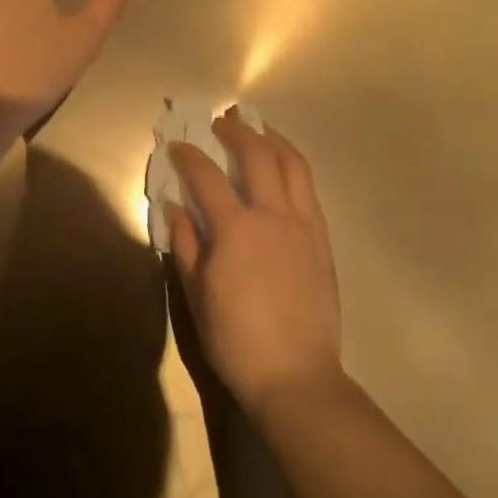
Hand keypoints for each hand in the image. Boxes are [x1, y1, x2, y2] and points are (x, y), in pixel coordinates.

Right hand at [167, 110, 343, 416]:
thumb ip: (185, 243)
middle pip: (257, 155)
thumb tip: (175, 206)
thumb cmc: (236, 339)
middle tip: (221, 122)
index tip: (176, 144)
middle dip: (236, 131)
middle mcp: (272, 216)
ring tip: (259, 129)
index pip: (206, 176)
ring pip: (293, 165)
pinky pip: (309, 190)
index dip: (188, 156)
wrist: (295, 375)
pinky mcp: (322, 240)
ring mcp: (303, 225)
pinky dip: (294, 168)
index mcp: (235, 229)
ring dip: (273, 140)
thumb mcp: (196, 293)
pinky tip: (284, 169)